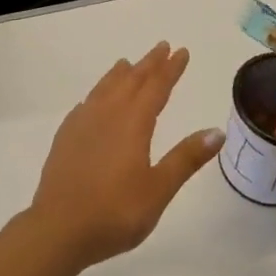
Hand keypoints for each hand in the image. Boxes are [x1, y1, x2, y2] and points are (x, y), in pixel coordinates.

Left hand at [26, 42, 224, 272]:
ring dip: (120, 74)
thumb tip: (217, 131)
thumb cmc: (115, 211)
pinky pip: (85, 104)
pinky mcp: (65, 137)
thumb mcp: (159, 189)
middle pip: (131, 80)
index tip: (182, 51)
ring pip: (105, 88)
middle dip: (149, 63)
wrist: (58, 228)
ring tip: (128, 63)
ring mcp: (83, 123)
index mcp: (133, 123)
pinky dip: (96, 94)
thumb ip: (186, 158)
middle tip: (162, 46)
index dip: (171, 69)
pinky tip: (93, 101)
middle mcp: (108, 114)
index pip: (157, 87)